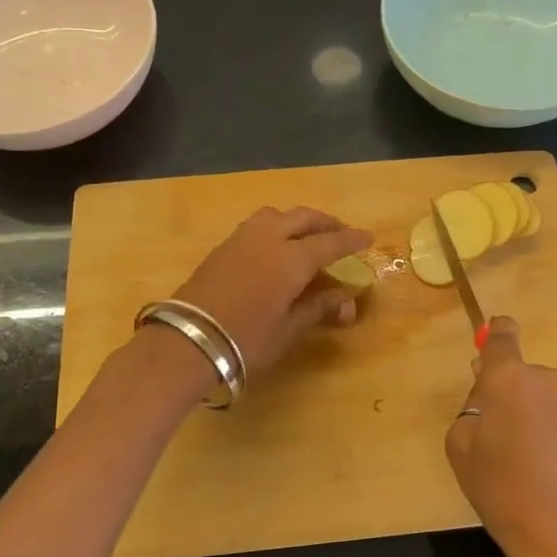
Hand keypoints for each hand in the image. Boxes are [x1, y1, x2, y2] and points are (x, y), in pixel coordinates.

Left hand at [170, 206, 372, 375]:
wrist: (188, 340)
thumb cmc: (247, 340)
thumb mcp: (289, 329)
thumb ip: (318, 307)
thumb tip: (345, 299)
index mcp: (292, 258)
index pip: (331, 242)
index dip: (351, 240)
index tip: (368, 238)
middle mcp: (270, 238)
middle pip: (304, 218)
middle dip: (327, 223)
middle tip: (341, 233)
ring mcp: (243, 238)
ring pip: (278, 215)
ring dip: (299, 220)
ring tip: (308, 236)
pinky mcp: (223, 246)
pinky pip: (258, 225)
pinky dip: (277, 227)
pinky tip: (277, 246)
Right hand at [445, 316, 556, 556]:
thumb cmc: (502, 490)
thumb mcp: (461, 448)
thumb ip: (470, 410)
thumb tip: (487, 396)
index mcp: (510, 378)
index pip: (503, 335)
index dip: (495, 335)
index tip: (488, 351)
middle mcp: (549, 378)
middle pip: (521, 373)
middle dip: (508, 392)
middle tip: (497, 433)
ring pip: (544, 396)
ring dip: (533, 413)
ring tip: (526, 459)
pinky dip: (554, 431)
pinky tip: (549, 468)